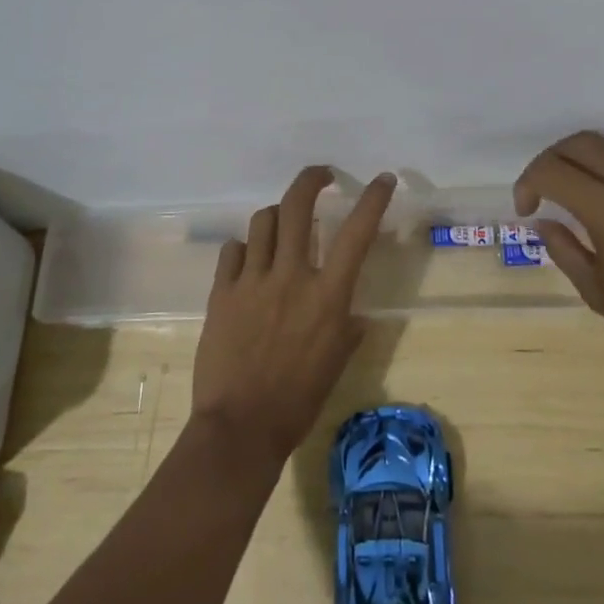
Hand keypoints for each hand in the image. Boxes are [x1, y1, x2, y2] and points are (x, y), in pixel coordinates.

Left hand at [192, 166, 396, 459]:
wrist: (240, 426)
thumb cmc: (298, 400)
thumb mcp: (336, 362)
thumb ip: (347, 328)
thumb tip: (352, 312)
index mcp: (327, 295)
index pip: (356, 233)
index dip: (373, 199)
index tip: (383, 179)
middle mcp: (291, 276)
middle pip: (297, 205)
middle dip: (311, 180)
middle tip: (320, 177)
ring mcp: (252, 281)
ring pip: (263, 221)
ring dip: (276, 216)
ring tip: (281, 226)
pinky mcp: (221, 292)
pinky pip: (232, 251)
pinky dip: (243, 250)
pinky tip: (247, 263)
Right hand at [515, 131, 603, 382]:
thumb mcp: (599, 294)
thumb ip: (565, 250)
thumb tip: (545, 223)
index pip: (553, 171)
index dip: (528, 183)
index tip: (526, 210)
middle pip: (580, 143)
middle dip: (549, 159)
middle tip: (540, 192)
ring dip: (579, 162)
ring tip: (568, 196)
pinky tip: (602, 205)